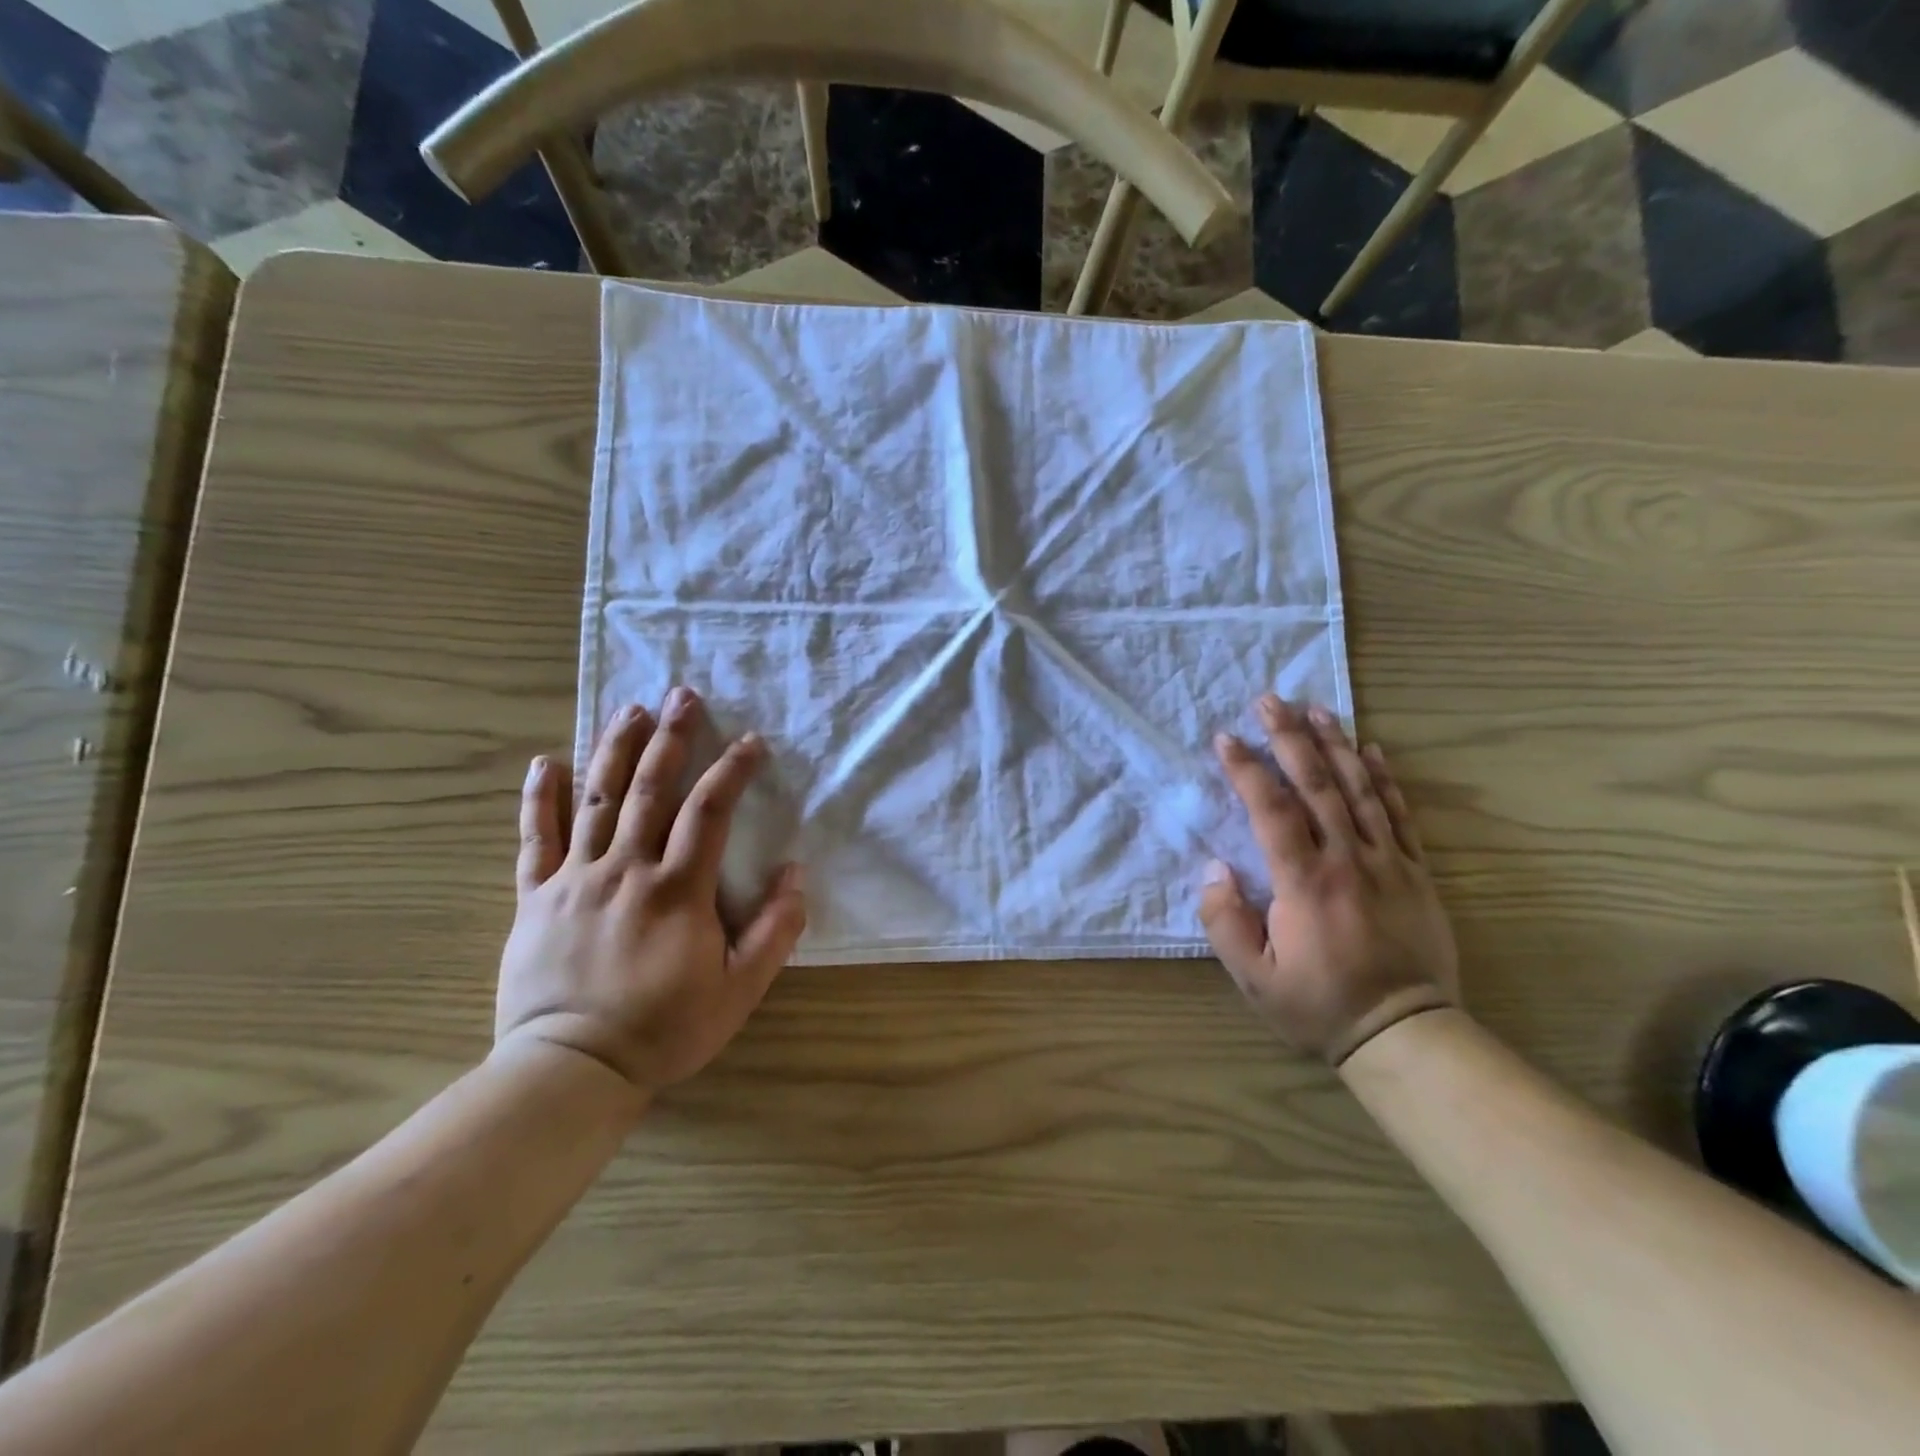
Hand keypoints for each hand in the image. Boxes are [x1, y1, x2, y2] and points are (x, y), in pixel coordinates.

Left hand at [496, 687, 806, 1096]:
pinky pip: (535, 839)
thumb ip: (775, 930)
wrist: (571, 1070)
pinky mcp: (535, 897)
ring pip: (597, 800)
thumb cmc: (664, 1029)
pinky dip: (540, 799)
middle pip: (651, 789)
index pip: (710, 812)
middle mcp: (627, 870)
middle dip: (671, 738)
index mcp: (678, 890)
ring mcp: (575, 879)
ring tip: (631, 710)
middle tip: (682, 694)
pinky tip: (547, 762)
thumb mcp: (740, 990)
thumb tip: (795, 872)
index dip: (733, 770)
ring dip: (616, 750)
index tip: (750, 742)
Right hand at [1201, 695, 1458, 1065]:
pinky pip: (1399, 815)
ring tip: (1316, 709)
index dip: (1247, 769)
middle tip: (1270, 700)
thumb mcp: (1254, 978)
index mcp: (1305, 882)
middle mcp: (1347, 860)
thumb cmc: (1319, 1005)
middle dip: (1290, 738)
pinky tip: (1372, 750)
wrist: (1406, 1033)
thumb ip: (1225, 922)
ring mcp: (1388, 862)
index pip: (1272, 810)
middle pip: (1317, 785)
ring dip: (1335, 745)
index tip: (1226, 738)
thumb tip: (1215, 869)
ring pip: (1359, 790)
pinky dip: (1384, 779)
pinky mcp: (1415, 872)